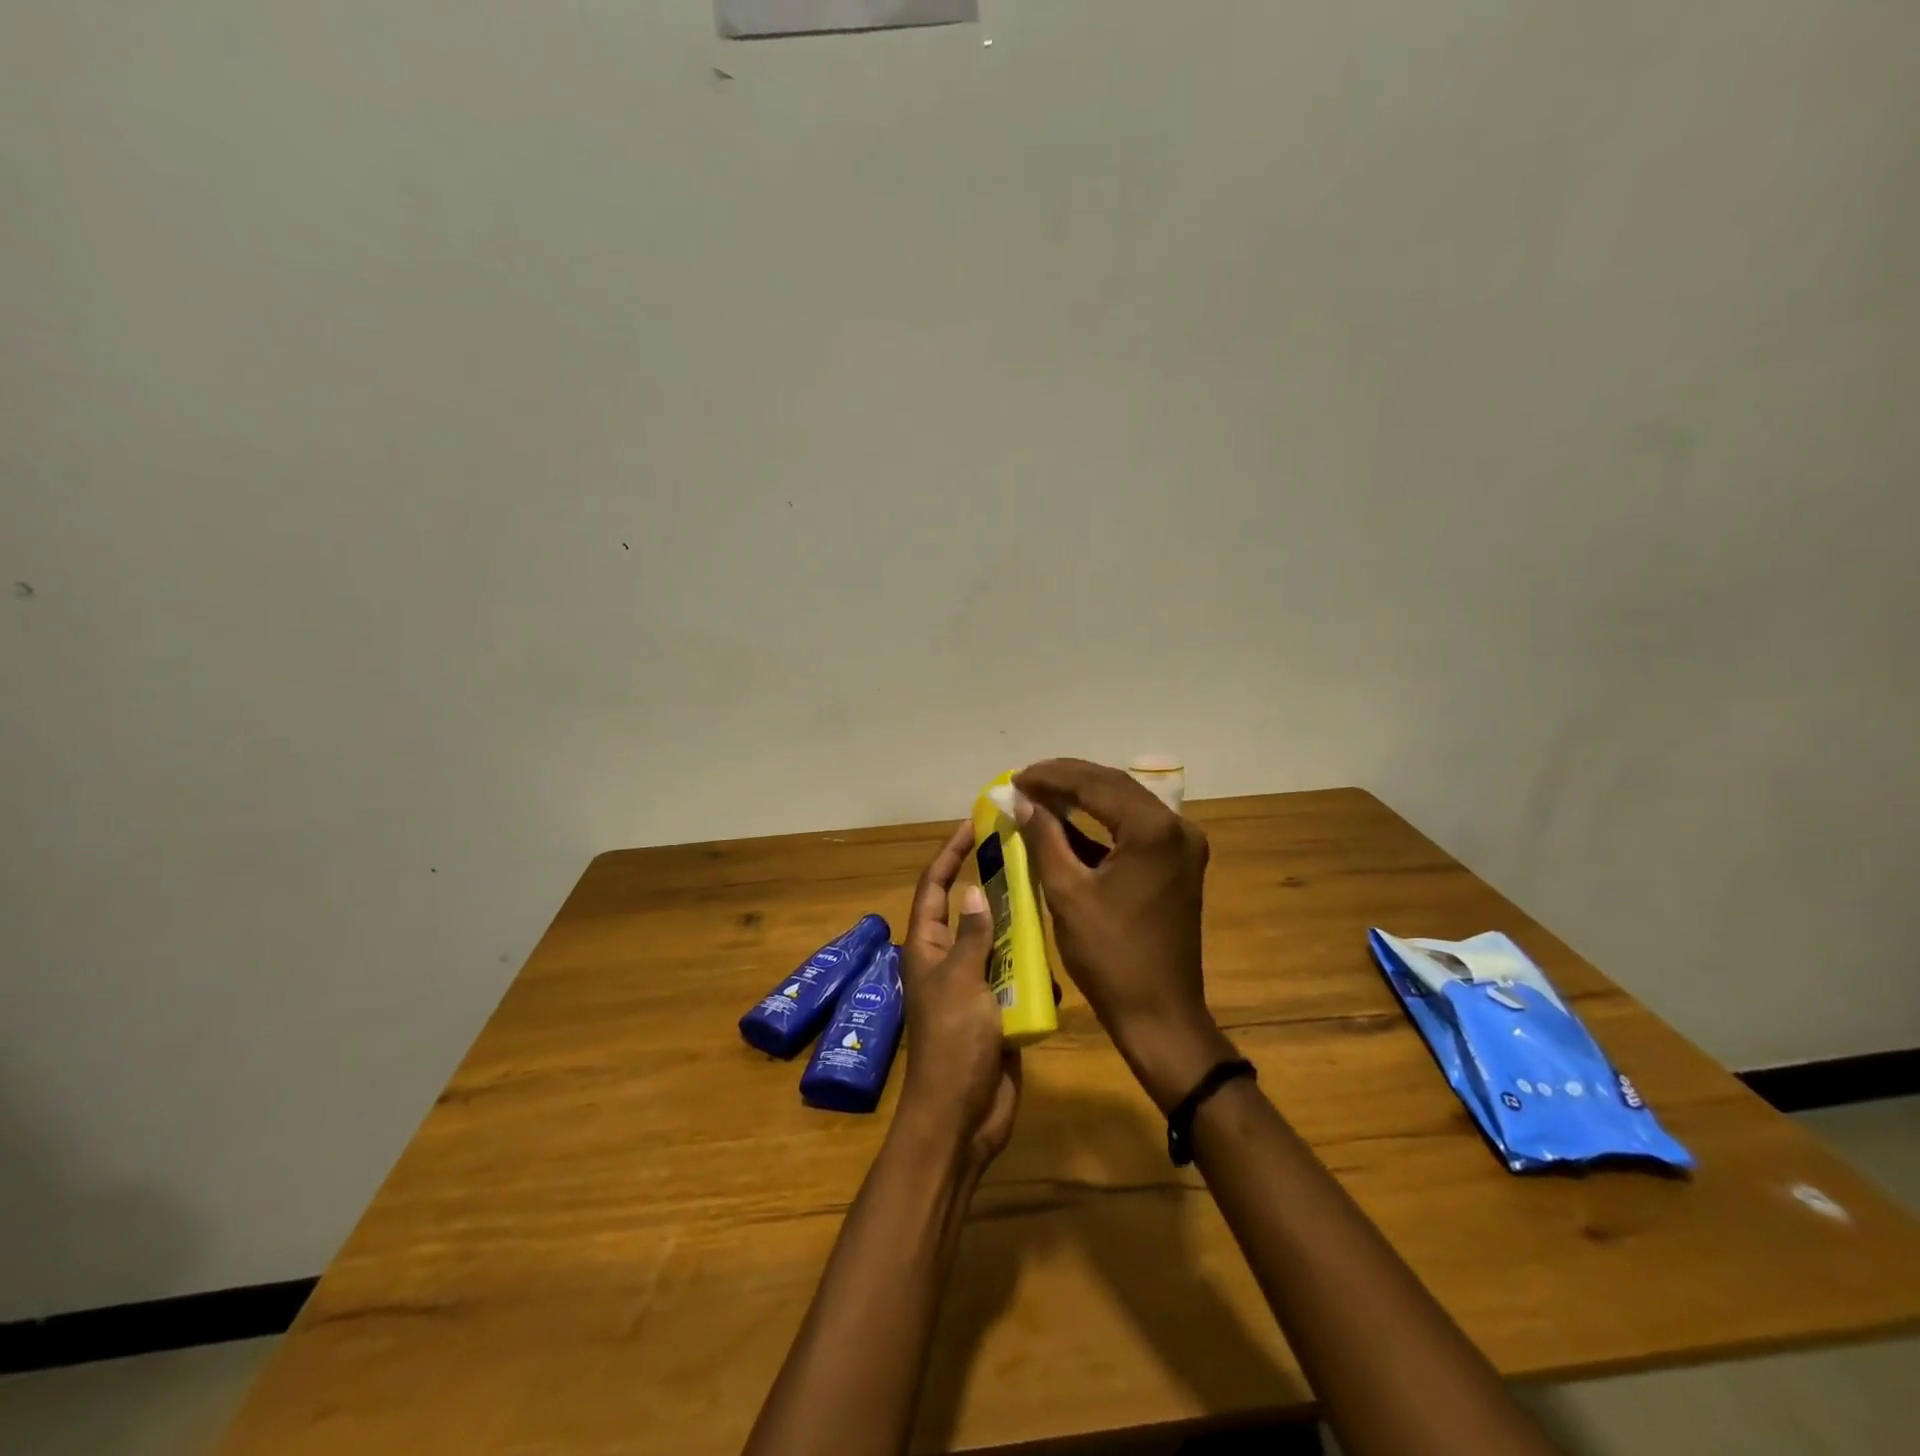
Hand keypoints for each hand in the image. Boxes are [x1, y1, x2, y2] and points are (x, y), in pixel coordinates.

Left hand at [897, 821, 1021, 1170]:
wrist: (962, 1118)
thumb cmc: (953, 1044)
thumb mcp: (961, 982)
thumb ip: (970, 935)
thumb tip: (972, 889)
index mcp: (927, 948)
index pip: (935, 887)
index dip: (950, 853)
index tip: (972, 824)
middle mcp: (949, 960)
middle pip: (969, 909)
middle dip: (993, 885)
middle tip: (1026, 854)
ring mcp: (975, 985)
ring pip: (999, 941)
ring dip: (1019, 927)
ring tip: (1048, 898)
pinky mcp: (999, 1010)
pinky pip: (1017, 977)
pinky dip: (1033, 969)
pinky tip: (1053, 961)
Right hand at [1012, 758, 1233, 1110]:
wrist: (1160, 1013)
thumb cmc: (1110, 956)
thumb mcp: (1066, 892)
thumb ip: (1044, 837)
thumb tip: (1021, 799)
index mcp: (1153, 830)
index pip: (1095, 785)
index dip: (1051, 777)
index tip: (1015, 778)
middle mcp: (1176, 827)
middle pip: (1114, 786)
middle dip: (1067, 780)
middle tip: (1024, 781)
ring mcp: (1182, 845)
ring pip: (1125, 804)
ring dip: (1083, 797)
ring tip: (1040, 794)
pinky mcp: (1178, 863)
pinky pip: (1135, 828)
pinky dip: (1101, 823)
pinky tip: (1068, 822)